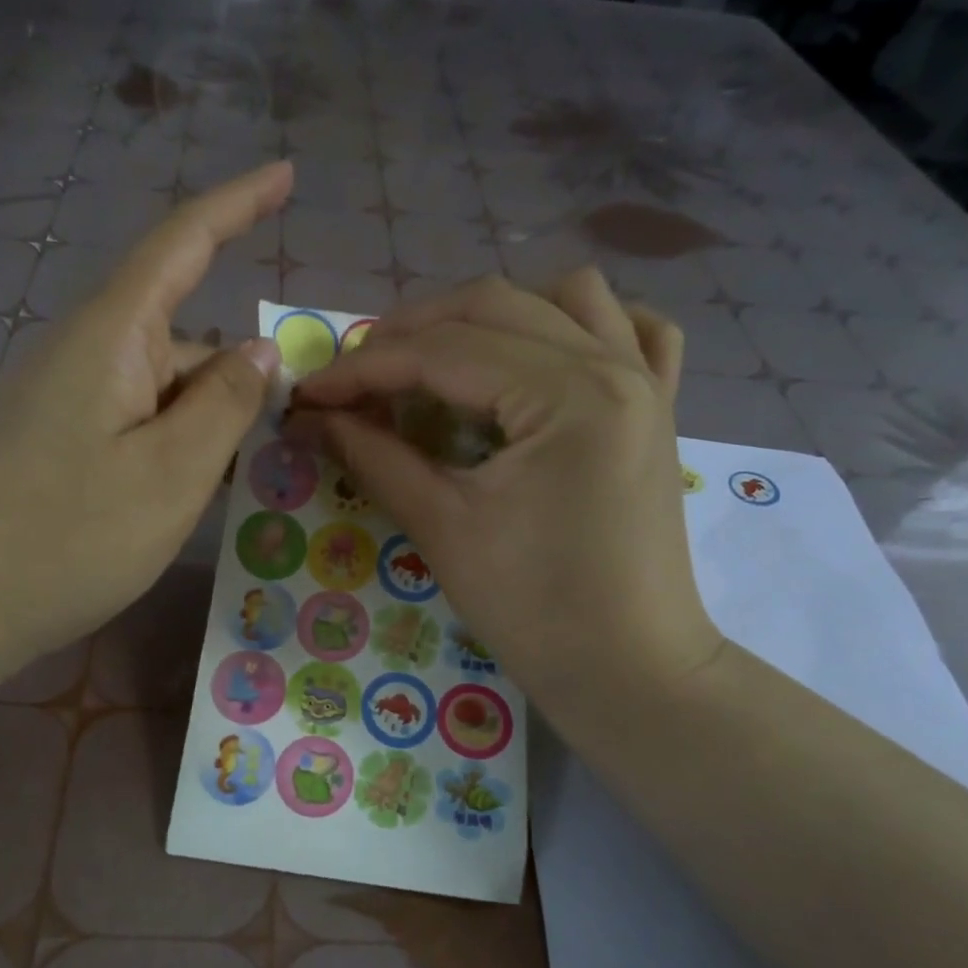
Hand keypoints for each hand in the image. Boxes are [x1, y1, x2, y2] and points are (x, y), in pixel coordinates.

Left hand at [0, 162, 290, 671]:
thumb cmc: (68, 537)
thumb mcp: (172, 474)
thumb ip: (225, 404)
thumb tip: (259, 350)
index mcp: (112, 336)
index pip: (183, 242)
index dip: (238, 203)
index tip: (288, 174)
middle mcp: (86, 352)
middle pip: (183, 335)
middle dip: (235, 379)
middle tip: (278, 441)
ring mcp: (67, 398)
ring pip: (162, 387)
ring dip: (204, 424)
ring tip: (229, 486)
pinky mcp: (58, 440)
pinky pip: (135, 421)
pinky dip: (173, 446)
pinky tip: (186, 495)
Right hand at [291, 270, 722, 717]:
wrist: (631, 671)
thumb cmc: (536, 610)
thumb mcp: (443, 529)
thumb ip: (375, 457)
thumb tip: (312, 419)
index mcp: (567, 394)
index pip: (443, 352)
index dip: (363, 368)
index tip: (309, 393)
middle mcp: (614, 363)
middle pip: (494, 305)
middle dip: (411, 333)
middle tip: (356, 377)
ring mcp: (646, 379)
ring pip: (563, 296)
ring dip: (488, 315)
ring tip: (440, 358)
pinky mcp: (658, 407)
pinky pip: (631, 329)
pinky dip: (578, 324)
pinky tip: (542, 353)